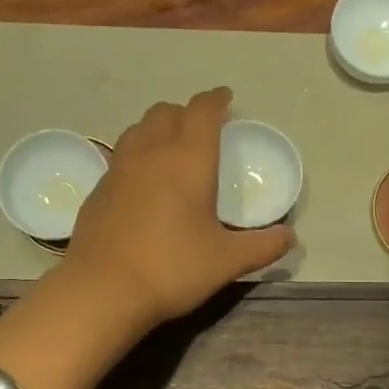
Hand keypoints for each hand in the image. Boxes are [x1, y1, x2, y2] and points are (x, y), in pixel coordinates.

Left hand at [63, 88, 294, 331]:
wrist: (102, 290)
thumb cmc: (172, 268)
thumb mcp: (227, 261)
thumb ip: (262, 246)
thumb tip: (290, 237)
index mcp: (188, 159)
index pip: (203, 111)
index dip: (217, 99)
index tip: (226, 99)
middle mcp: (151, 152)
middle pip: (166, 112)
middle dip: (187, 112)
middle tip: (202, 129)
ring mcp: (118, 168)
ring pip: (138, 128)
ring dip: (158, 128)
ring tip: (171, 148)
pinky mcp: (98, 188)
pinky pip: (121, 155)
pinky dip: (137, 154)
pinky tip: (143, 183)